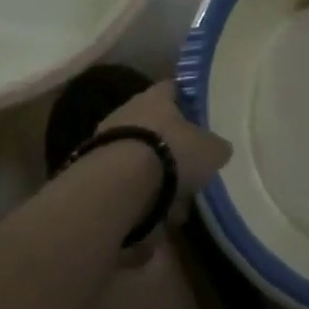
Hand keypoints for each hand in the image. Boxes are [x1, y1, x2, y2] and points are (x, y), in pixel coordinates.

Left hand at [100, 79, 232, 214]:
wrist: (115, 187)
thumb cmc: (171, 154)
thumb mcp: (212, 150)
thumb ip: (215, 147)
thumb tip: (217, 149)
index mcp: (157, 96)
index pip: (175, 89)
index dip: (189, 101)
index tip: (200, 116)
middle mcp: (128, 111)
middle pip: (154, 125)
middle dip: (171, 147)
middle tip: (190, 168)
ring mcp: (105, 140)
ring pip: (138, 156)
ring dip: (154, 177)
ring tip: (173, 205)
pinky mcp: (90, 171)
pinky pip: (122, 183)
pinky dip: (137, 199)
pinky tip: (152, 219)